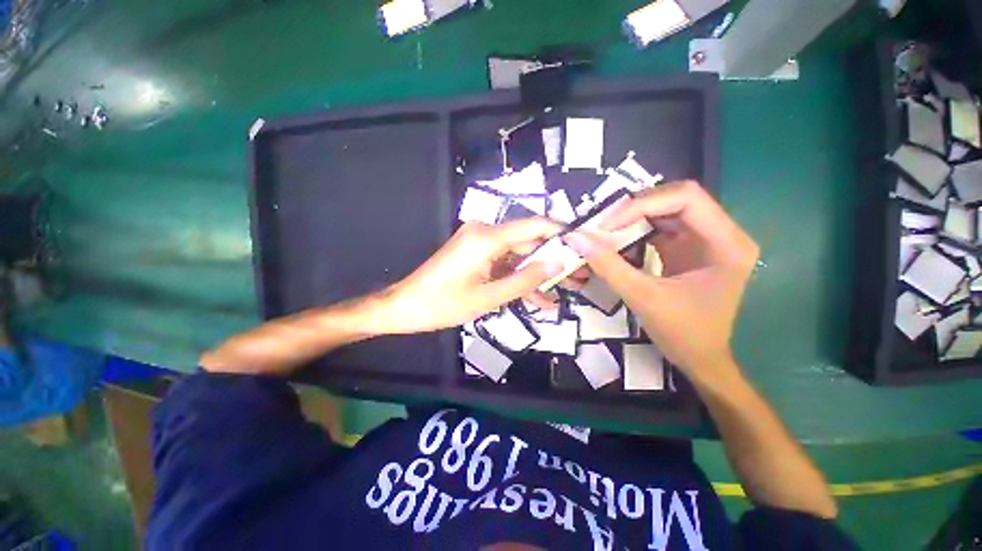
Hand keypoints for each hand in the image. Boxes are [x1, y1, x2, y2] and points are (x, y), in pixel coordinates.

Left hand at [378, 218, 562, 333]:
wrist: (405, 306)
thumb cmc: (444, 304)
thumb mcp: (489, 297)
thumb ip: (525, 280)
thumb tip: (557, 264)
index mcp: (487, 237)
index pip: (534, 225)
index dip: (560, 233)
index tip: (583, 246)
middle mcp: (485, 232)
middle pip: (527, 242)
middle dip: (552, 261)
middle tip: (577, 278)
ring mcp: (479, 243)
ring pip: (517, 256)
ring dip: (535, 275)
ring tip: (560, 295)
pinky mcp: (475, 254)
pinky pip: (503, 263)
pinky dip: (517, 278)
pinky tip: (535, 298)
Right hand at [565, 181, 758, 382]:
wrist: (700, 358)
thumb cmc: (681, 332)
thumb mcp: (642, 297)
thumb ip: (607, 265)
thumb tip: (575, 238)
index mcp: (727, 243)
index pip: (686, 198)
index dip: (642, 204)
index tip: (607, 225)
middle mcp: (723, 233)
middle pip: (676, 199)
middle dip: (635, 209)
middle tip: (603, 225)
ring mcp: (707, 239)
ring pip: (666, 210)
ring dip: (633, 218)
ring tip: (605, 231)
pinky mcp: (691, 247)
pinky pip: (661, 227)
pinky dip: (636, 231)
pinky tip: (618, 242)